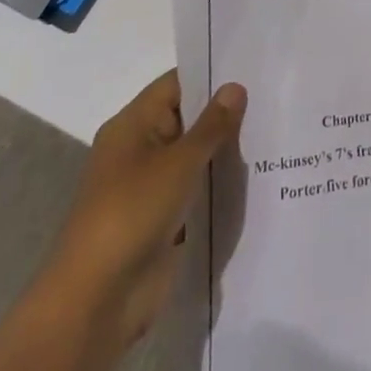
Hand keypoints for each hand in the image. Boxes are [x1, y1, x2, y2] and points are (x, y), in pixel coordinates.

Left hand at [38, 70, 246, 345]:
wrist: (96, 302)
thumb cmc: (132, 214)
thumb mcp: (179, 162)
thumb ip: (212, 125)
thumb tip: (235, 86)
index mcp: (132, 125)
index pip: (177, 84)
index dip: (212, 74)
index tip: (253, 68)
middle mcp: (139, 149)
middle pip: (188, 118)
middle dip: (225, 113)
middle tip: (273, 98)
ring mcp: (149, 187)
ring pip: (194, 156)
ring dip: (224, 151)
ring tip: (273, 133)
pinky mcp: (161, 220)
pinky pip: (195, 189)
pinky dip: (217, 184)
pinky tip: (256, 176)